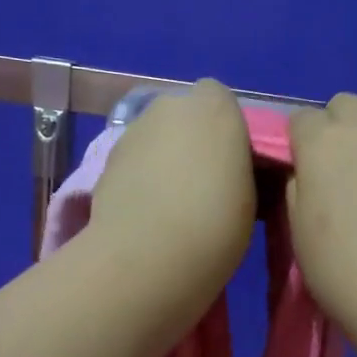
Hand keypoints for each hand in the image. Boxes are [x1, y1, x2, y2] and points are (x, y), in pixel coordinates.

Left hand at [92, 79, 255, 303]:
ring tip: (171, 206)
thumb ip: (237, 166)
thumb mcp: (251, 195)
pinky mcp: (105, 160)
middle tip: (201, 184)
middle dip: (190, 140)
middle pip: (183, 115)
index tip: (231, 164)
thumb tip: (226, 169)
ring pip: (154, 138)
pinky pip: (132, 163)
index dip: (224, 128)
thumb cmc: (216, 224)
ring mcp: (133, 131)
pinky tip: (146, 215)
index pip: (220, 99)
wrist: (148, 257)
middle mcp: (170, 106)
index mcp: (215, 107)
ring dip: (162, 160)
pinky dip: (139, 179)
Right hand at [286, 93, 356, 353]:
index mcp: (324, 141)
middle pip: (345, 106)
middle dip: (335, 129)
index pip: (300, 119)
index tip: (298, 175)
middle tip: (333, 174)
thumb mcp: (297, 229)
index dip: (296, 144)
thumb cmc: (341, 267)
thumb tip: (307, 172)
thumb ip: (297, 186)